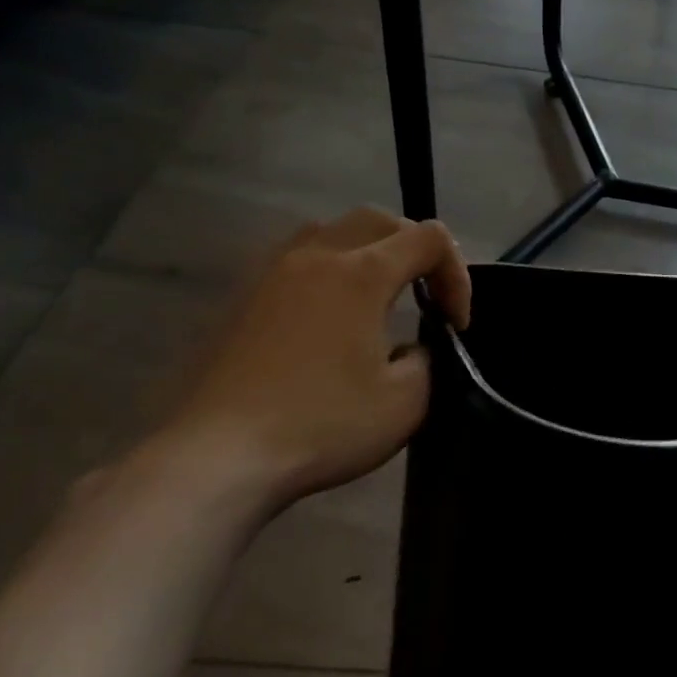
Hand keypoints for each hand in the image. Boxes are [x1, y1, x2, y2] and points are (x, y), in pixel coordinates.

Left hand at [160, 208, 470, 510]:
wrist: (218, 456)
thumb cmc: (322, 425)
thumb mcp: (406, 402)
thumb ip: (426, 359)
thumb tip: (409, 348)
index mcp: (362, 274)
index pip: (429, 239)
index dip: (457, 274)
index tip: (455, 324)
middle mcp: (316, 256)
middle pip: (379, 220)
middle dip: (415, 250)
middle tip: (427, 295)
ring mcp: (270, 273)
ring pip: (330, 231)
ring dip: (367, 252)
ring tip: (376, 297)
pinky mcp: (240, 298)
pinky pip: (295, 259)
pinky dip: (327, 271)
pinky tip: (327, 318)